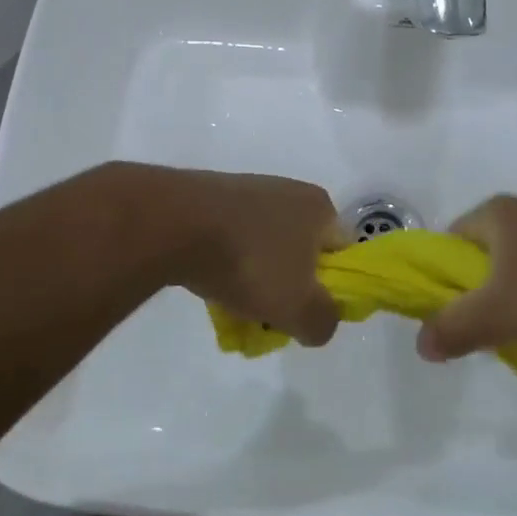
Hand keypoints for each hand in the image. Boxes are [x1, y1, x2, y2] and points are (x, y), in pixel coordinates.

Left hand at [153, 168, 346, 346]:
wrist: (174, 223)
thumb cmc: (250, 261)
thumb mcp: (299, 307)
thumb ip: (322, 322)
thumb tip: (319, 323)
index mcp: (319, 207)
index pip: (343, 254)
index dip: (330, 290)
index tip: (305, 314)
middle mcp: (288, 192)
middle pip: (300, 256)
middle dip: (286, 291)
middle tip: (267, 320)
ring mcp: (247, 193)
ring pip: (263, 252)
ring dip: (253, 285)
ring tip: (233, 314)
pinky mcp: (212, 200)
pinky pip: (230, 244)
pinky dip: (225, 268)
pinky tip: (210, 291)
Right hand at [418, 195, 516, 361]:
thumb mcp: (494, 313)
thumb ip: (453, 329)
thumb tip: (421, 346)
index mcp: (493, 212)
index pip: (447, 242)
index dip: (440, 278)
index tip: (448, 312)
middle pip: (481, 257)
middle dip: (477, 294)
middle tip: (483, 328)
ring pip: (515, 268)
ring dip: (511, 299)